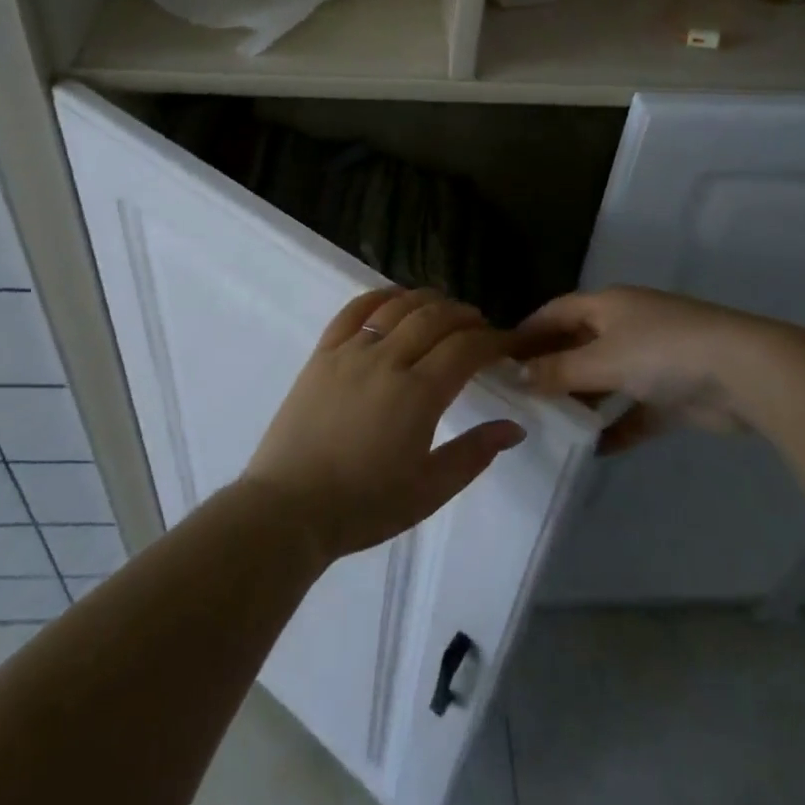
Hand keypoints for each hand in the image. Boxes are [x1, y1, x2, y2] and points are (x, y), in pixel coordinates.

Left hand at [243, 288, 526, 562]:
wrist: (289, 508)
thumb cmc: (364, 506)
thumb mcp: (429, 490)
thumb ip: (474, 454)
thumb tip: (515, 427)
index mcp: (418, 394)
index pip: (465, 349)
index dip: (493, 340)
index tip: (508, 343)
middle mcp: (387, 360)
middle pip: (434, 318)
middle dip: (464, 315)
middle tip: (480, 324)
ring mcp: (351, 352)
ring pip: (397, 307)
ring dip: (427, 300)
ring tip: (444, 307)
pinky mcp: (322, 353)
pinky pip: (352, 310)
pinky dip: (378, 296)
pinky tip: (393, 297)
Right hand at [516, 286, 803, 453]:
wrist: (744, 374)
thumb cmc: (662, 351)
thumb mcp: (603, 359)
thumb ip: (559, 370)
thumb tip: (519, 377)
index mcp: (607, 305)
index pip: (556, 312)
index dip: (528, 331)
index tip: (499, 357)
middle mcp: (626, 327)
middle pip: (578, 345)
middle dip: (550, 368)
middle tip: (518, 397)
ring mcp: (651, 361)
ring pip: (604, 379)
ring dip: (580, 400)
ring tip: (547, 424)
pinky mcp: (671, 395)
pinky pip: (633, 411)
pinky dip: (615, 427)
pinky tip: (592, 450)